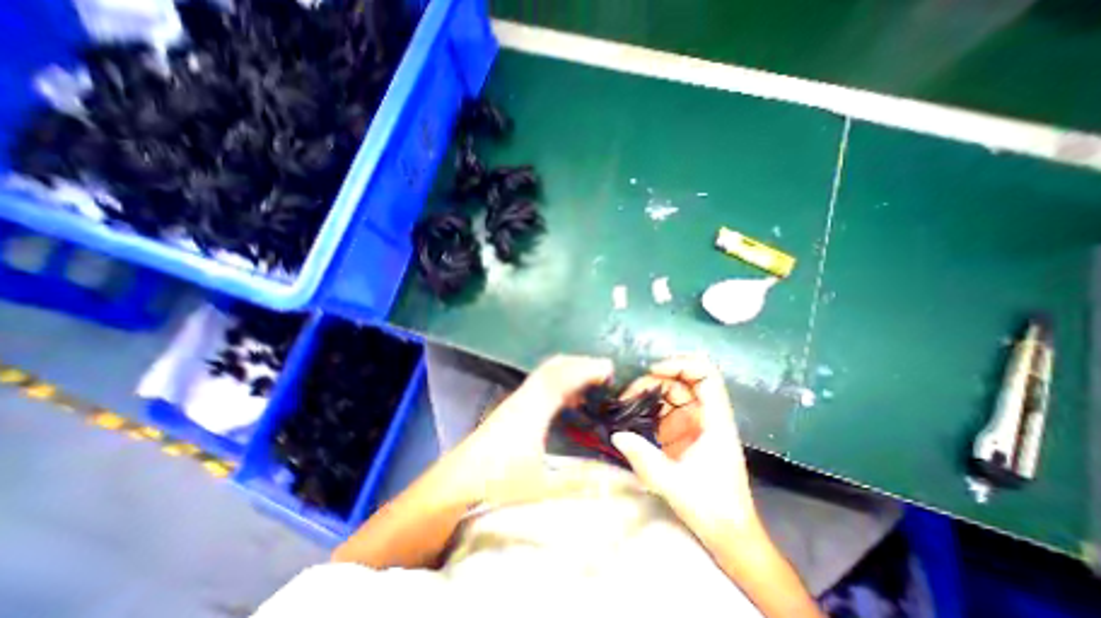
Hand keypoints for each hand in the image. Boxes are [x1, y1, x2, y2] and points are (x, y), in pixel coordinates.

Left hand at [454, 356, 609, 503]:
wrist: (458, 481)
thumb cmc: (498, 482)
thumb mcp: (541, 485)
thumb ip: (577, 482)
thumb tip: (611, 481)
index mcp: (534, 410)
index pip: (563, 378)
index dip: (586, 369)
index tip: (609, 369)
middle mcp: (526, 397)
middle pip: (554, 367)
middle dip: (581, 363)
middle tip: (605, 370)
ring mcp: (518, 399)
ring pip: (547, 372)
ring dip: (570, 369)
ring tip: (592, 379)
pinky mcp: (514, 405)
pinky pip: (542, 382)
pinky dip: (560, 380)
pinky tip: (569, 397)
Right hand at [610, 356, 757, 539]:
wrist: (728, 535)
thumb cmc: (712, 508)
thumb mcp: (675, 484)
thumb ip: (645, 458)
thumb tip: (617, 434)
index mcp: (715, 421)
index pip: (706, 376)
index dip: (682, 365)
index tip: (654, 370)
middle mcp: (705, 415)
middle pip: (681, 381)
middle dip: (654, 380)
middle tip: (628, 392)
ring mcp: (692, 423)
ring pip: (669, 393)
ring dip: (647, 392)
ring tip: (624, 401)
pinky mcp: (681, 432)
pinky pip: (662, 409)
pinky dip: (646, 406)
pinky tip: (629, 411)